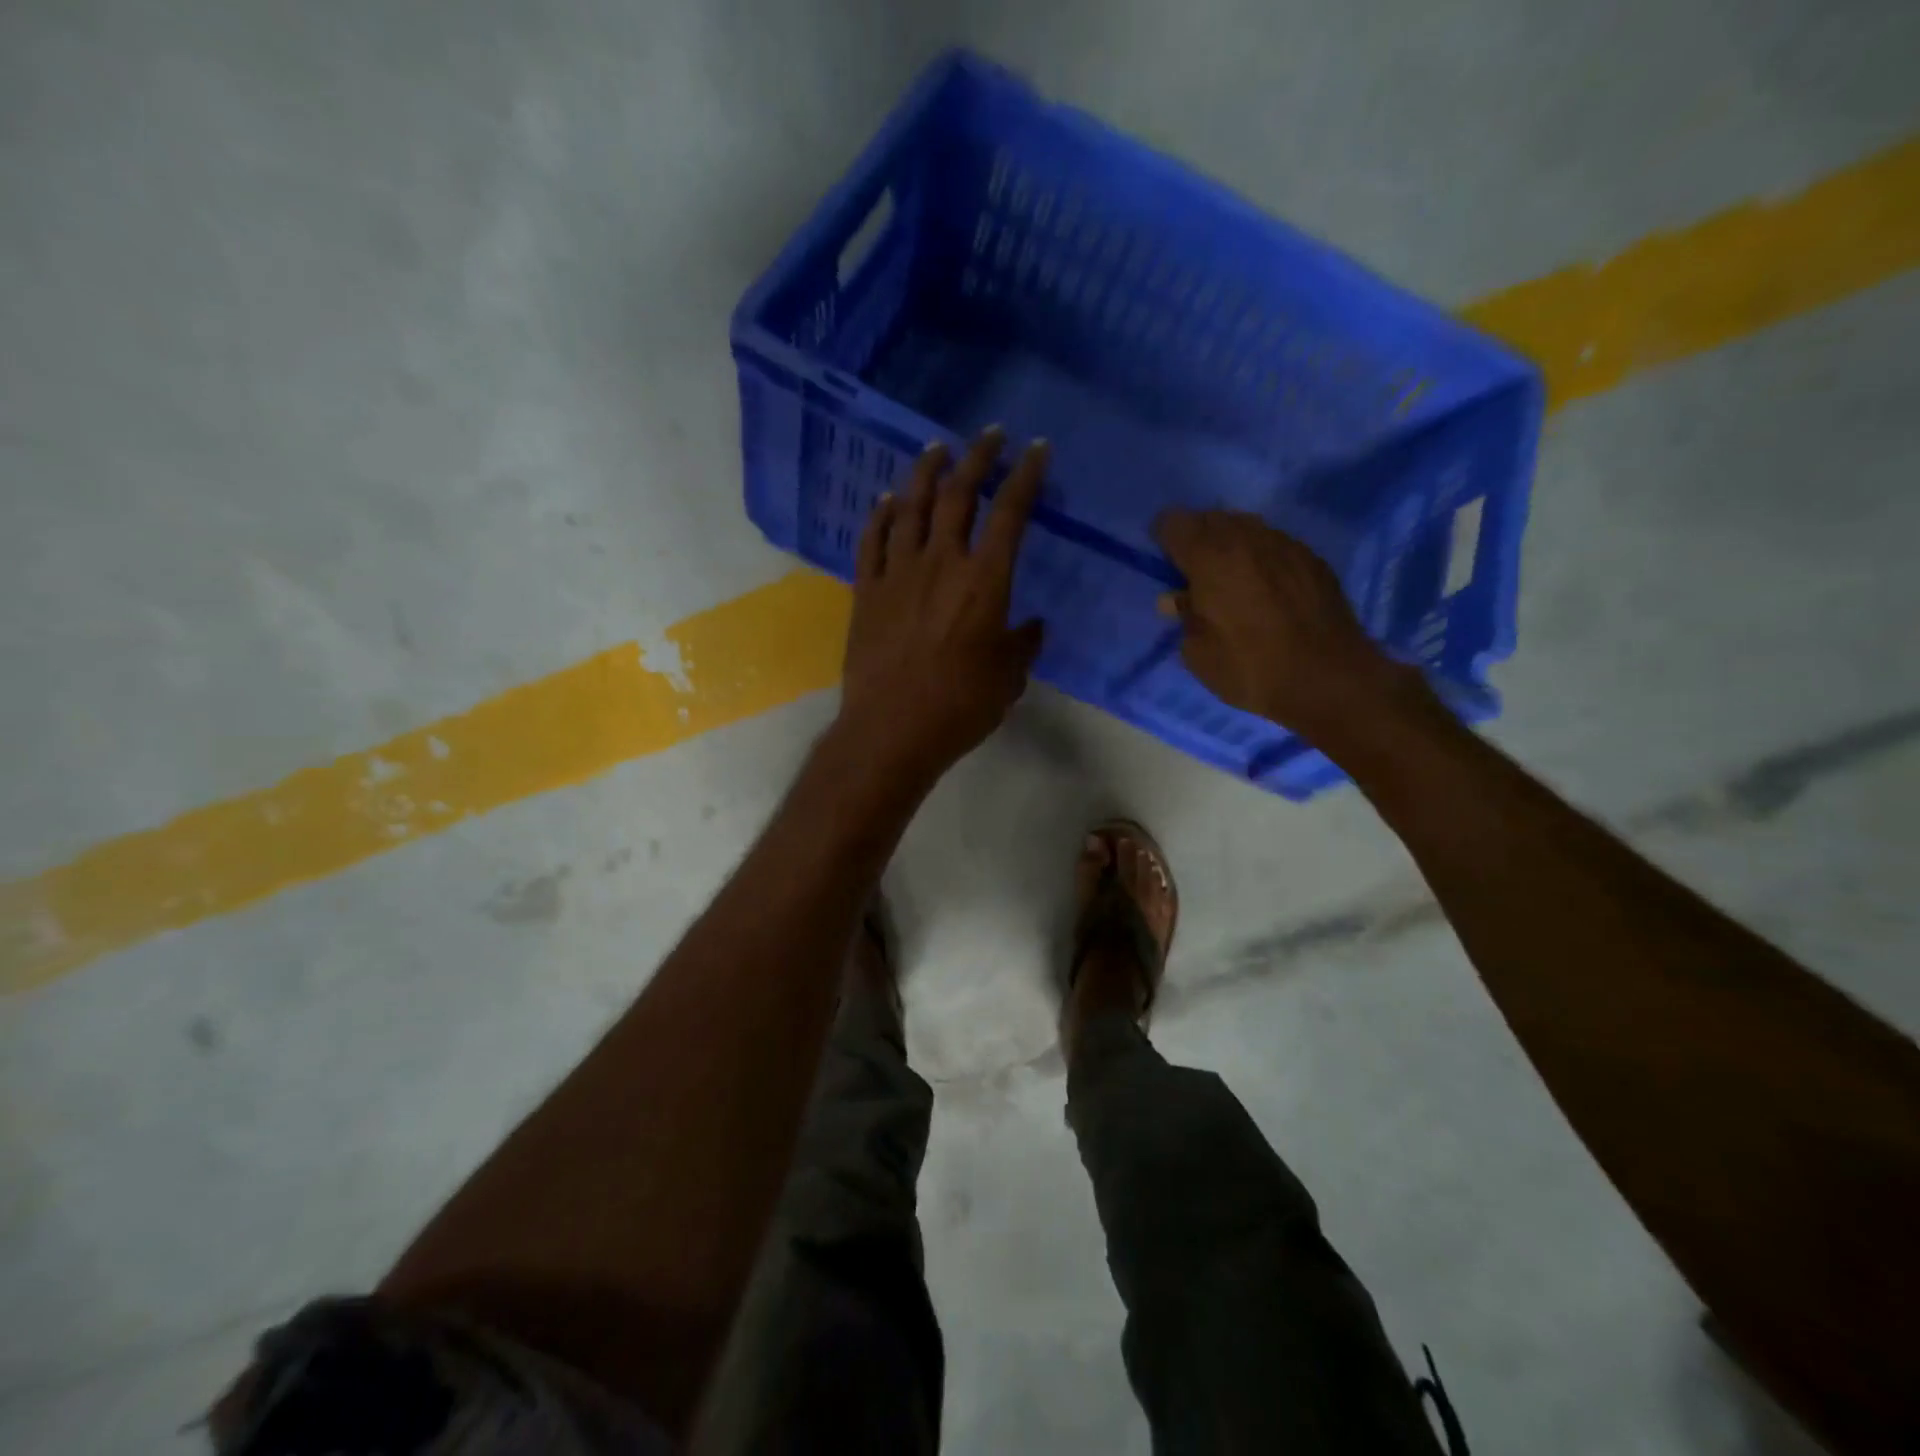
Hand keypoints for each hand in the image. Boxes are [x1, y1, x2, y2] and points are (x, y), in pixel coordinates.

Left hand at [837, 428, 1046, 783]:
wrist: (892, 730)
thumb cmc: (960, 707)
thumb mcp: (1008, 678)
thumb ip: (1023, 645)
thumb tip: (1033, 626)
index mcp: (985, 581)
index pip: (1010, 512)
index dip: (1026, 476)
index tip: (1037, 450)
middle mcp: (941, 563)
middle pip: (958, 495)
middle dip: (977, 458)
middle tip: (989, 435)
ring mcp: (898, 574)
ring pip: (910, 507)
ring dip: (925, 473)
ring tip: (937, 449)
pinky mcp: (866, 591)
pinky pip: (872, 541)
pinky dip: (880, 516)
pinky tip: (887, 500)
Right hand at [1154, 509, 1413, 742]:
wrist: (1329, 679)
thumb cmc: (1251, 669)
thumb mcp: (1198, 654)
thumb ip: (1185, 617)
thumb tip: (1177, 599)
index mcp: (1209, 558)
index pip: (1174, 523)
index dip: (1165, 540)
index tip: (1167, 565)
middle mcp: (1246, 539)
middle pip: (1211, 518)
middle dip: (1198, 539)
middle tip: (1195, 574)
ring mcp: (1284, 544)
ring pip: (1246, 527)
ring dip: (1231, 545)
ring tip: (1232, 579)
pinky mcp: (1312, 559)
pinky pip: (1275, 544)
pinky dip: (1262, 558)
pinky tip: (1266, 589)